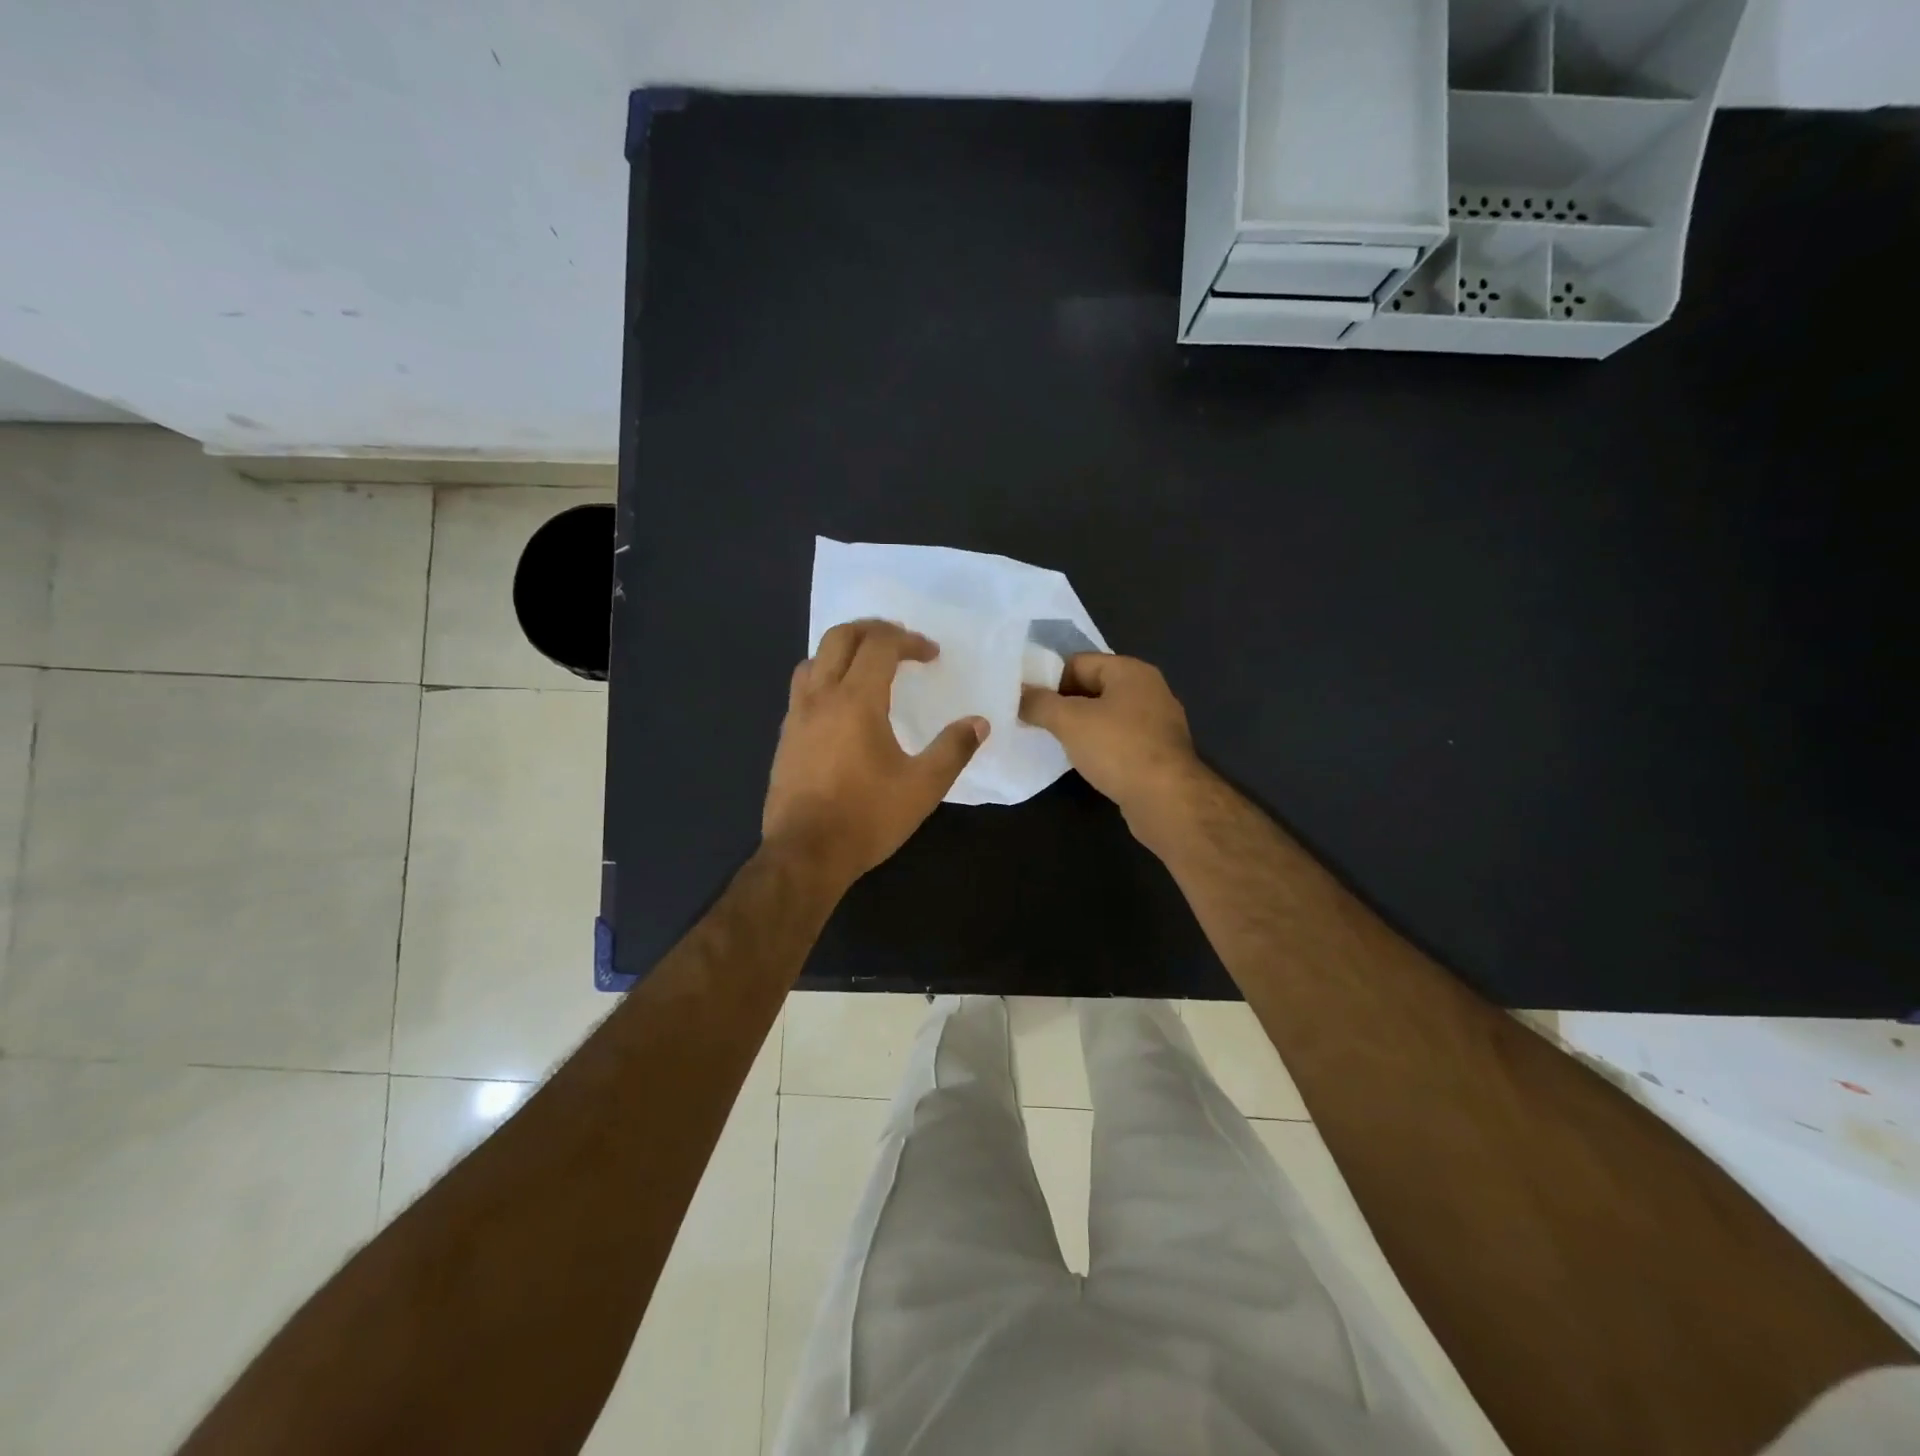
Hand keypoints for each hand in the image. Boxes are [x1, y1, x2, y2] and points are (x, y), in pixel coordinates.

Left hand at [763, 619, 987, 889]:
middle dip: (873, 630)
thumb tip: (979, 723)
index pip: (880, 645)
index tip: (930, 655)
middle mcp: (821, 697)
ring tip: (869, 667)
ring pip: (815, 659)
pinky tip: (841, 706)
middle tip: (900, 643)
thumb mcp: (923, 787)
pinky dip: (826, 677)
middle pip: (840, 636)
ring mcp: (797, 716)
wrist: (805, 854)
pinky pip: (803, 688)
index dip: (909, 641)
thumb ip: (953, 749)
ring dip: (844, 650)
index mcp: (856, 701)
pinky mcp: (785, 737)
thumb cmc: (867, 818)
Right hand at [1020, 653, 1205, 835]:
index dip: (1049, 679)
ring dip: (1081, 727)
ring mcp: (1157, 722)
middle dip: (1063, 704)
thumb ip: (1040, 703)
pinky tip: (1084, 762)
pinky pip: (1120, 740)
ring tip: (1055, 743)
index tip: (1028, 702)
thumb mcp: (1069, 721)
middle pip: (1093, 687)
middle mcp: (1149, 690)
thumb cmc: (1118, 748)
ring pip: (1107, 716)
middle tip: (1036, 722)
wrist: (1166, 799)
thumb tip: (1019, 693)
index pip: (1079, 662)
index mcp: (1131, 671)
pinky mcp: (1158, 752)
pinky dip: (1100, 746)